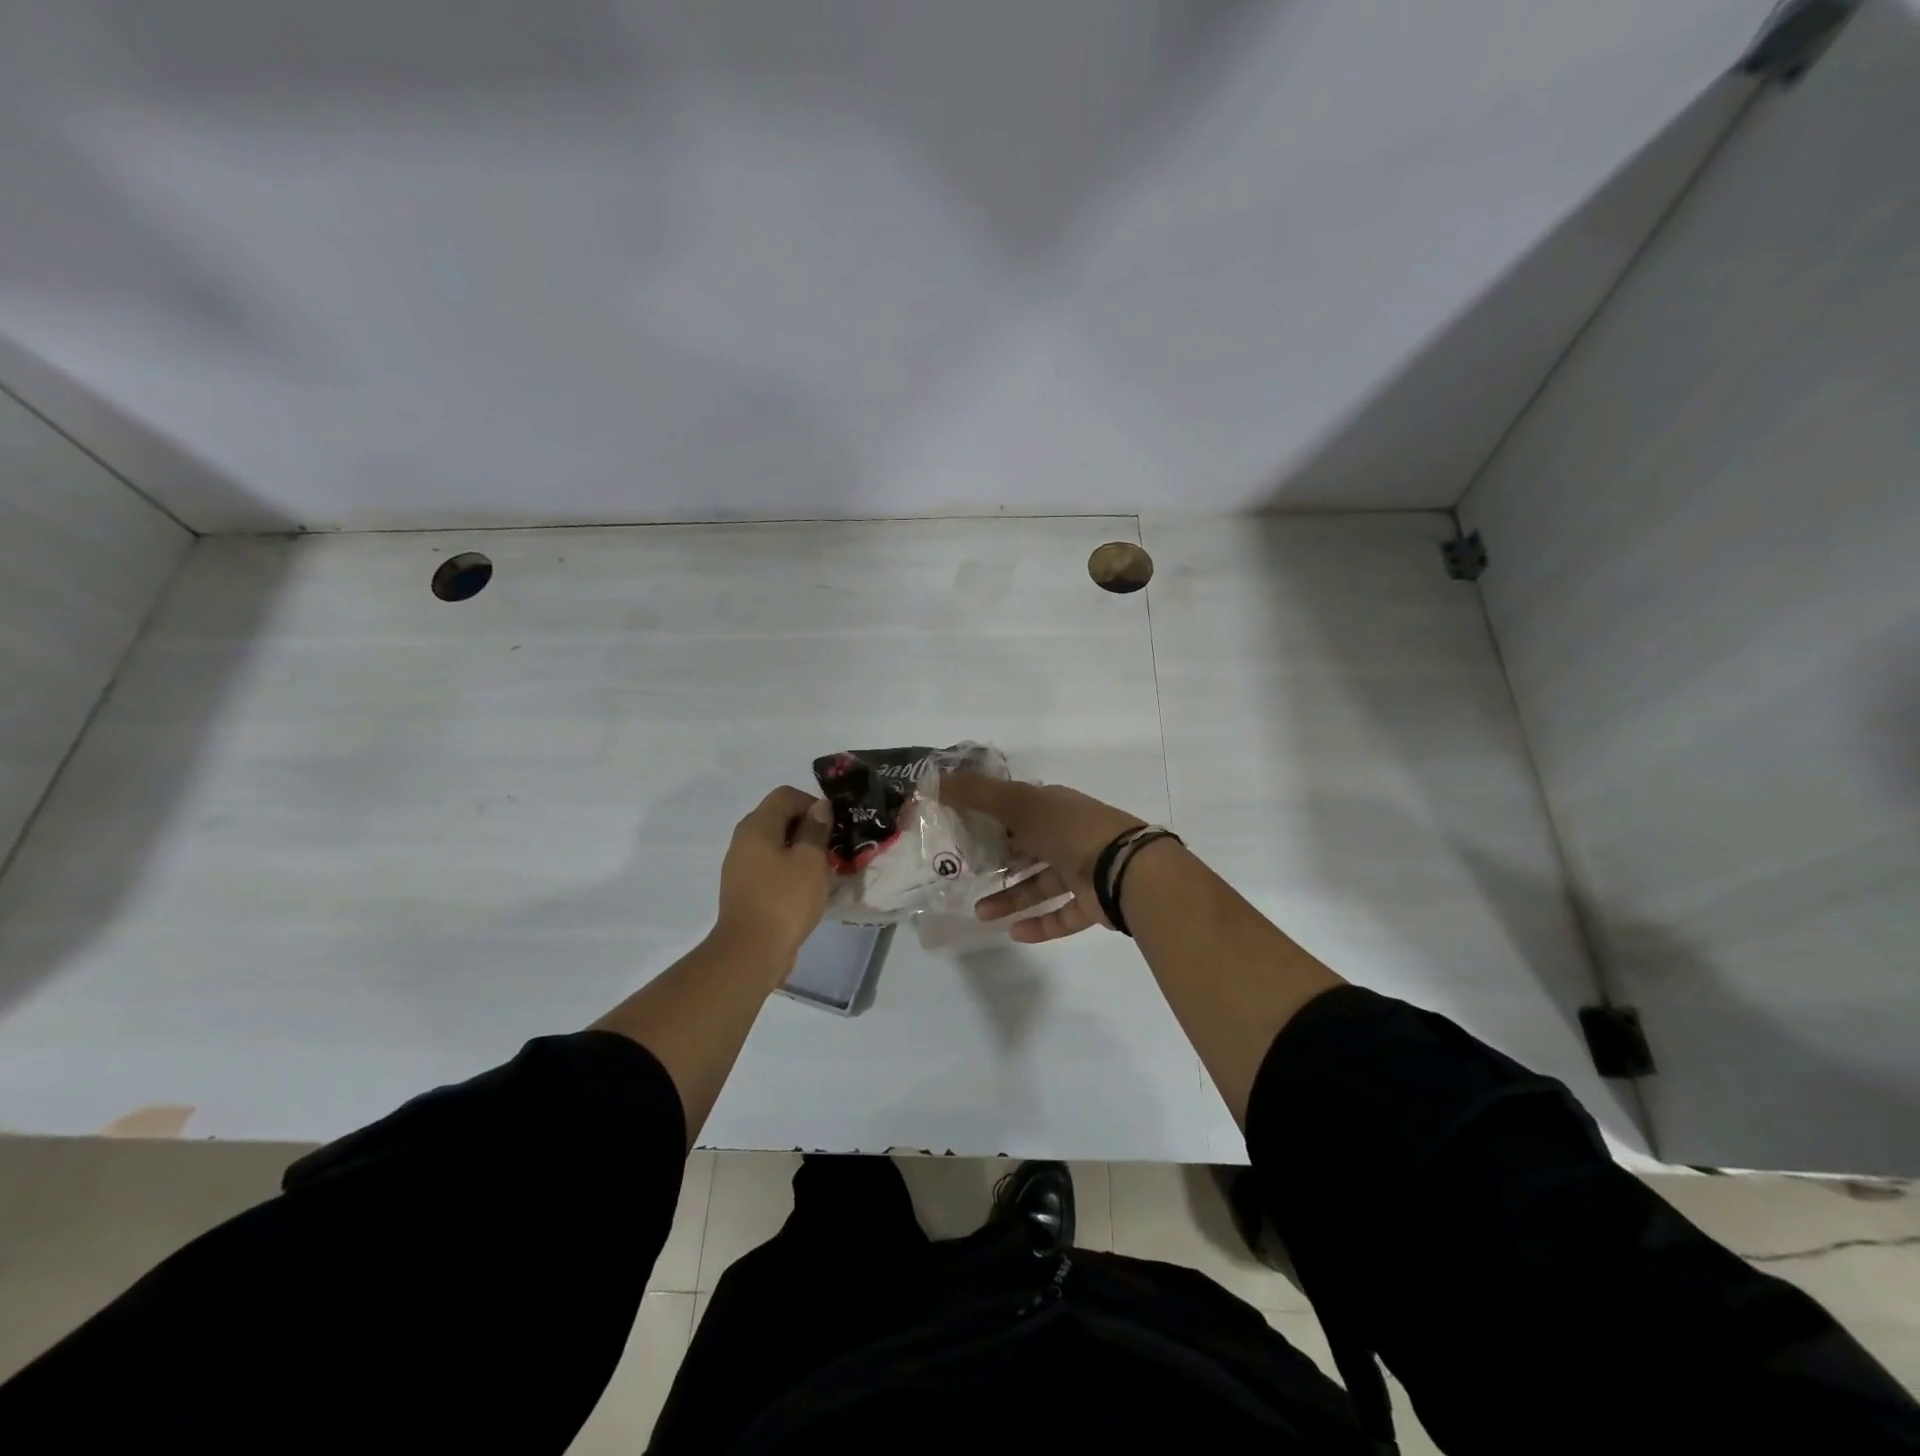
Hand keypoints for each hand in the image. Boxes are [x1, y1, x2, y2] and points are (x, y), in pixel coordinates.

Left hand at [713, 785, 832, 970]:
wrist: (750, 953)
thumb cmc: (784, 900)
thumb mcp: (810, 861)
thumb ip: (816, 829)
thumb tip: (819, 807)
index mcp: (757, 826)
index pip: (786, 795)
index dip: (813, 804)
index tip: (833, 828)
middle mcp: (744, 840)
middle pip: (780, 818)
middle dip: (809, 828)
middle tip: (832, 849)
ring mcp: (741, 866)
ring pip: (776, 845)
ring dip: (801, 851)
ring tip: (823, 871)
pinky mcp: (745, 889)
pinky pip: (771, 867)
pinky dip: (790, 870)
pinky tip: (807, 889)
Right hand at [940, 774, 1144, 942]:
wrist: (1126, 869)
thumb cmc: (1068, 830)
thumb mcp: (1018, 803)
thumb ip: (977, 794)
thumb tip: (934, 780)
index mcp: (1053, 807)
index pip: (1017, 810)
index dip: (989, 818)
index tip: (960, 832)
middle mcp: (1067, 836)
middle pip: (1026, 848)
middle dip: (996, 862)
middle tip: (965, 876)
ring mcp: (1083, 870)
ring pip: (1040, 884)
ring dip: (1010, 898)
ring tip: (980, 913)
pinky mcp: (1092, 902)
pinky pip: (1061, 915)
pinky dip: (1039, 924)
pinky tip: (1014, 933)